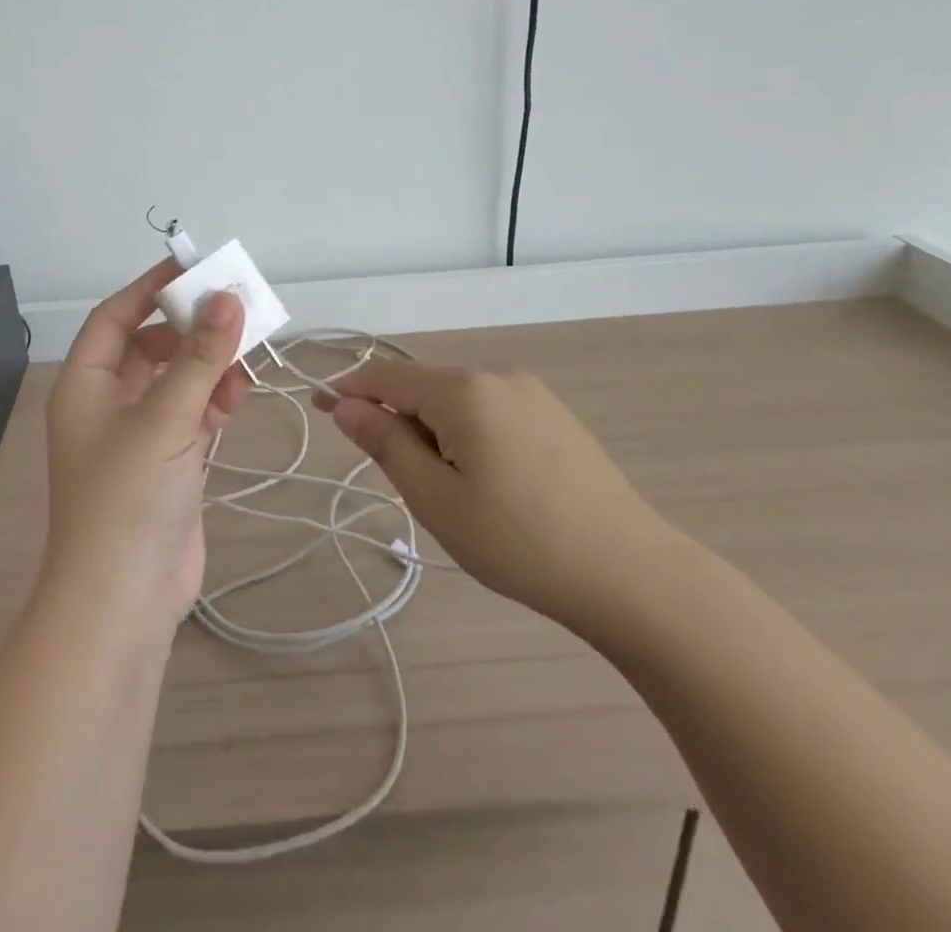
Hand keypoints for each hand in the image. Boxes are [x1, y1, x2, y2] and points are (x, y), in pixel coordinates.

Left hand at [42, 260, 249, 629]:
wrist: (123, 604)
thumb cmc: (128, 499)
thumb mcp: (165, 419)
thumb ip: (200, 357)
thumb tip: (229, 297)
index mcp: (86, 385)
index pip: (116, 317)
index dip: (150, 287)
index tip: (193, 266)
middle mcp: (108, 404)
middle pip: (152, 346)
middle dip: (192, 329)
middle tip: (236, 311)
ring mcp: (140, 436)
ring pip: (177, 380)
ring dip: (210, 366)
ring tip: (244, 361)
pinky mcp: (169, 464)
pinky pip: (193, 413)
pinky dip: (215, 401)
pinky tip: (238, 398)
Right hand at [320, 361, 677, 643]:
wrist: (630, 573)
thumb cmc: (519, 541)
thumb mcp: (436, 499)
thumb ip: (386, 444)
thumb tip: (346, 406)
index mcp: (464, 390)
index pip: (387, 377)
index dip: (348, 390)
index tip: (320, 409)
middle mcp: (497, 376)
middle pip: (424, 388)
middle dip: (401, 424)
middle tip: (410, 488)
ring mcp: (532, 393)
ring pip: (458, 402)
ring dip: (436, 434)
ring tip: (455, 495)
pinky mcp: (554, 415)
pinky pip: (490, 412)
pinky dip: (469, 436)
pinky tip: (492, 484)